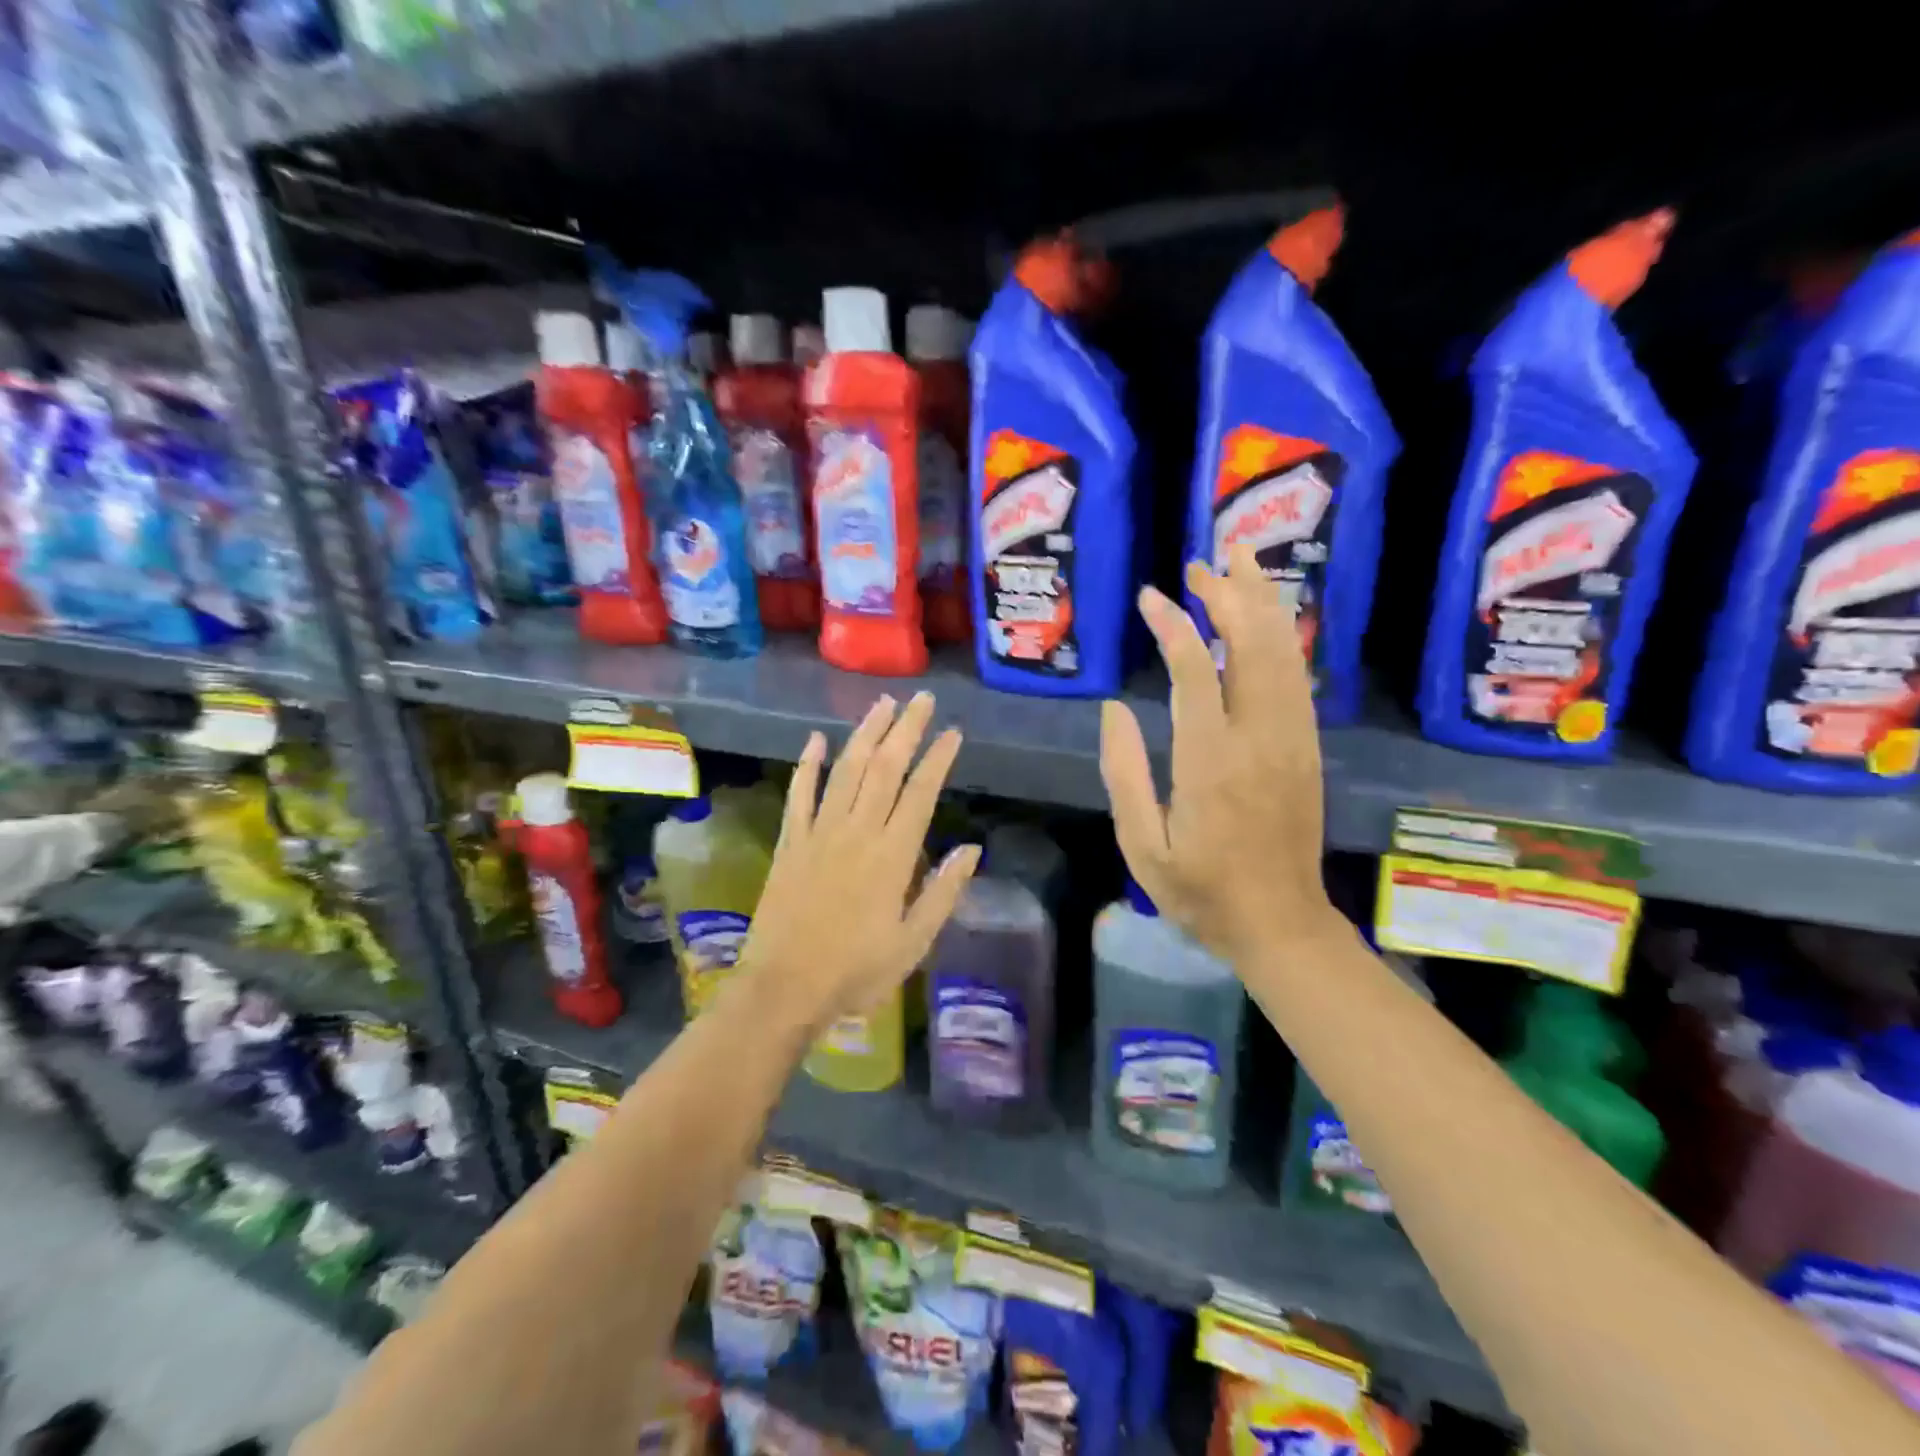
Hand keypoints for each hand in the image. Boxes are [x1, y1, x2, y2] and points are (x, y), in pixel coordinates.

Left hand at [738, 692, 980, 1035]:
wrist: (784, 987)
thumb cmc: (855, 970)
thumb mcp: (913, 942)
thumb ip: (943, 893)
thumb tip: (972, 849)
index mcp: (892, 855)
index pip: (920, 793)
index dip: (938, 759)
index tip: (952, 732)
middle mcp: (857, 832)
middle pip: (885, 768)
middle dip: (906, 729)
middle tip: (922, 699)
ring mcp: (819, 833)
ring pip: (846, 770)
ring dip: (865, 734)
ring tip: (882, 704)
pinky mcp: (791, 842)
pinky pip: (800, 795)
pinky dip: (808, 765)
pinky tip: (816, 740)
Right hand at [1099, 543, 1341, 962]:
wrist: (1279, 923)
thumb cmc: (1199, 890)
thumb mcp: (1141, 845)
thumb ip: (1123, 772)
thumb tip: (1115, 708)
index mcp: (1210, 762)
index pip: (1195, 670)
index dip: (1173, 625)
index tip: (1151, 597)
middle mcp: (1258, 738)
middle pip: (1251, 646)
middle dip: (1228, 596)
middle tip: (1202, 564)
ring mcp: (1291, 740)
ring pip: (1282, 653)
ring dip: (1262, 604)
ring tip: (1241, 564)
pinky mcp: (1306, 748)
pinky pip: (1297, 678)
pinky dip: (1282, 637)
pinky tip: (1268, 617)